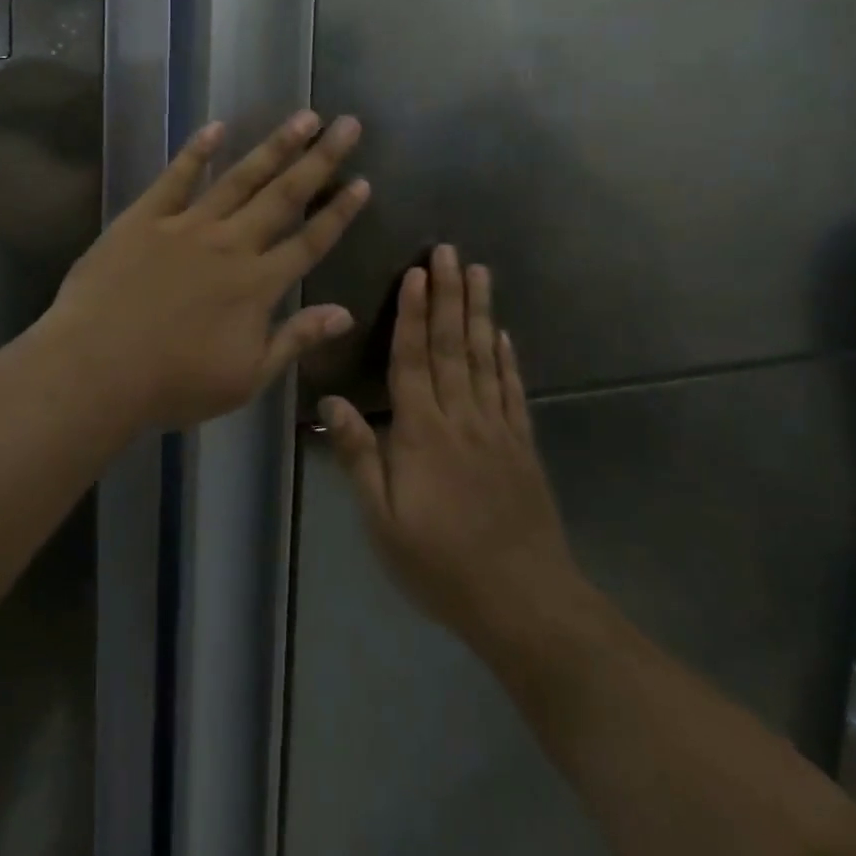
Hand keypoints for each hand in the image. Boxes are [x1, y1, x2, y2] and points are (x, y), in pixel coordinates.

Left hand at [46, 112, 369, 428]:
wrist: (97, 368)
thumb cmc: (174, 383)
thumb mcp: (246, 378)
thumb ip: (296, 340)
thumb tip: (345, 314)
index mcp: (258, 285)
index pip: (310, 242)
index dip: (339, 213)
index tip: (363, 181)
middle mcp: (231, 244)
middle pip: (284, 196)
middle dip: (320, 160)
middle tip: (347, 124)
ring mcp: (187, 226)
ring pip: (240, 178)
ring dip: (274, 146)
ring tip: (303, 117)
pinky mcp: (146, 217)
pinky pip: (177, 177)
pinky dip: (197, 151)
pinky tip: (217, 127)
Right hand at [320, 246, 591, 655]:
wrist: (524, 604)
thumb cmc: (441, 564)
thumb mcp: (383, 521)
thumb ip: (359, 456)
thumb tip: (331, 401)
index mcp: (422, 432)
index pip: (413, 360)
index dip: (413, 314)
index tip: (416, 272)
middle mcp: (462, 417)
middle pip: (453, 346)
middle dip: (449, 295)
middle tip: (450, 251)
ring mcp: (498, 429)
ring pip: (485, 358)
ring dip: (480, 312)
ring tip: (480, 272)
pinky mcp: (523, 446)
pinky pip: (513, 391)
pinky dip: (508, 358)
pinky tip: (505, 334)